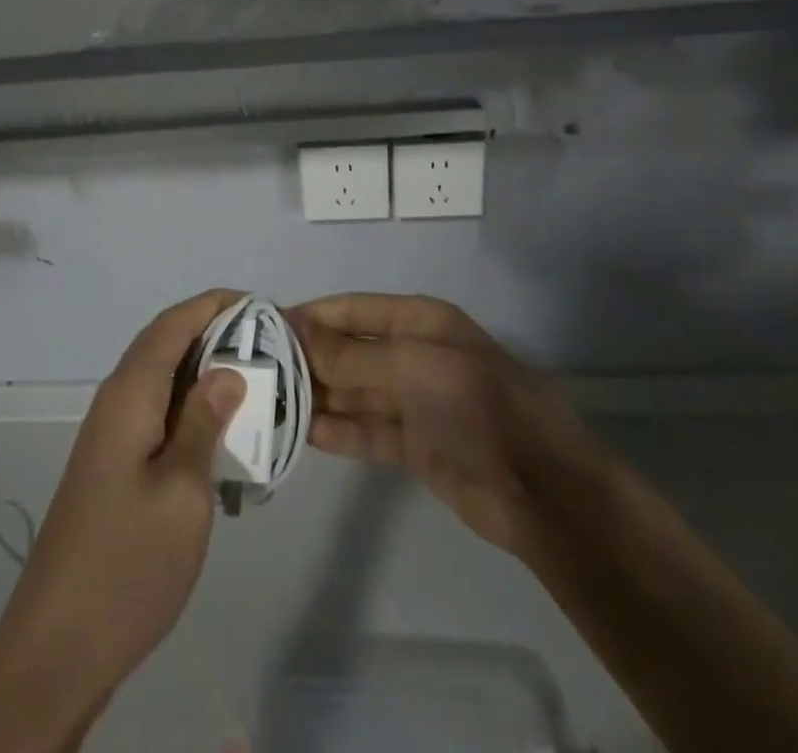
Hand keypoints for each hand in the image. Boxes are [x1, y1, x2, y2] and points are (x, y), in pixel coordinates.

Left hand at [0, 289, 247, 751]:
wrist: (57, 646)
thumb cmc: (128, 563)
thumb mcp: (182, 492)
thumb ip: (205, 423)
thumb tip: (227, 369)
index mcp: (129, 395)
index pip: (171, 324)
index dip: (212, 304)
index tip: (258, 303)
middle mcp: (115, 401)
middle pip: (164, 344)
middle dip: (212, 332)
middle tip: (266, 344)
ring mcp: (110, 435)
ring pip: (161, 379)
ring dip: (202, 370)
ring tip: (253, 381)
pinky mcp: (112, 465)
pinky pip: (156, 412)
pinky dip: (189, 406)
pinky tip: (221, 432)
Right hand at [287, 294, 602, 558]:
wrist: (541, 489)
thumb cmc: (475, 405)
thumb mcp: (410, 368)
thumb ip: (350, 355)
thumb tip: (294, 330)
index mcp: (418, 321)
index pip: (352, 309)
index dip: (310, 315)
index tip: (263, 327)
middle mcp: (413, 354)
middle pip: (349, 351)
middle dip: (308, 358)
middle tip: (256, 372)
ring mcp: (414, 402)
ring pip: (353, 392)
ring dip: (317, 396)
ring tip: (269, 403)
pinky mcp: (414, 446)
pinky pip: (366, 430)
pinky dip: (337, 431)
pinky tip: (302, 433)